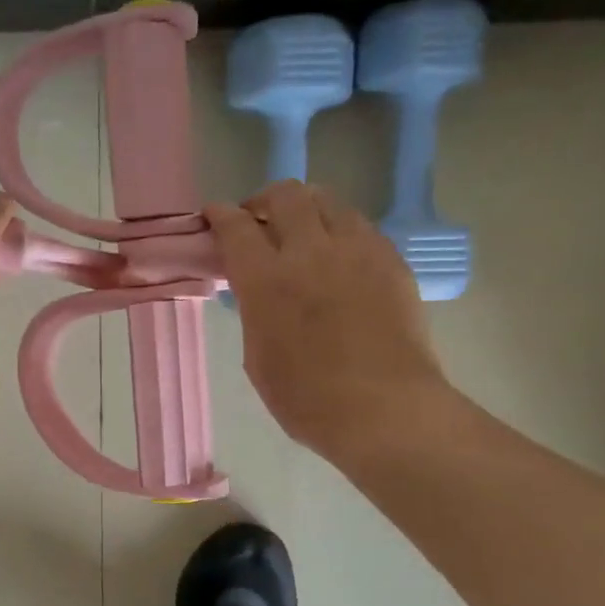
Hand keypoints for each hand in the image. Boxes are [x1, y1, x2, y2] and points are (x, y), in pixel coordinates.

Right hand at [206, 181, 456, 459]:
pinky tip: (337, 256)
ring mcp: (356, 250)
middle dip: (263, 200)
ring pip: (327, 200)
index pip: (236, 226)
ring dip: (305, 208)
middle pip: (284, 195)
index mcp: (267, 280)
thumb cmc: (307, 399)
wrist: (385, 410)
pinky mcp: (390, 260)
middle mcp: (310, 251)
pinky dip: (338, 230)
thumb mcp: (257, 356)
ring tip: (301, 232)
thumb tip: (257, 290)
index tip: (213, 215)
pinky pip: (359, 226)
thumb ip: (254, 310)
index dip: (220, 215)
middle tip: (258, 221)